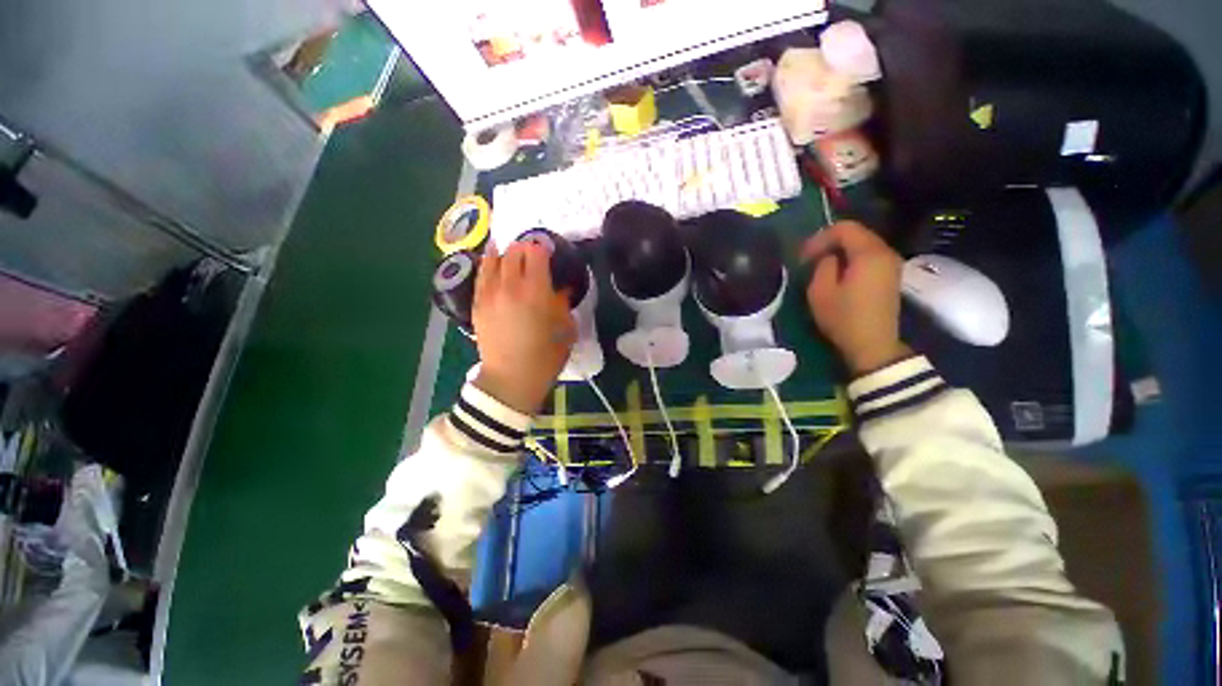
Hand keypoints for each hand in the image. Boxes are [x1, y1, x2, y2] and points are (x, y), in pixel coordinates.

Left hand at [472, 242, 575, 414]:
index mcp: (536, 291)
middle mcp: (510, 286)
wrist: (511, 378)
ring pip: (494, 258)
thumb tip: (560, 288)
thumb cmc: (545, 356)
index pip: (535, 252)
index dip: (543, 247)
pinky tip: (493, 260)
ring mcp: (489, 293)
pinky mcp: (477, 303)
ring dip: (506, 252)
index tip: (549, 251)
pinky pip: (481, 274)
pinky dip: (488, 263)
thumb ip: (563, 303)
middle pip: (514, 251)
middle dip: (525, 248)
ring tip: (513, 254)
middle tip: (533, 255)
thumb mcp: (566, 329)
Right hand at [801, 221, 910, 375]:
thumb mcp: (820, 291)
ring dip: (841, 250)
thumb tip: (828, 257)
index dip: (820, 237)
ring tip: (821, 266)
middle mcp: (885, 252)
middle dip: (830, 242)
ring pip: (863, 244)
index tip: (804, 255)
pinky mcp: (891, 275)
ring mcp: (891, 264)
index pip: (844, 228)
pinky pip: (869, 256)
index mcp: (869, 253)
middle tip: (810, 259)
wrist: (874, 345)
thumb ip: (822, 265)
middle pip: (857, 233)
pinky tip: (839, 272)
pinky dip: (852, 258)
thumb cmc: (844, 318)